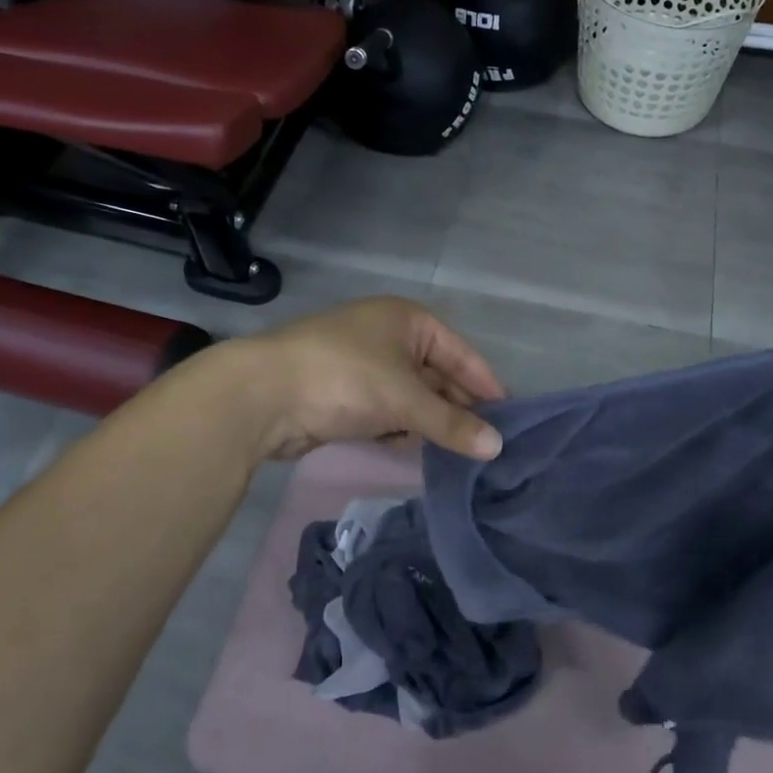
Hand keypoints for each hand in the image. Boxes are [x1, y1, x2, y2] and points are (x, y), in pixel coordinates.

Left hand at [228, 297, 505, 462]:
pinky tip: (411, 449)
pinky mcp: (343, 393)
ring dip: (429, 421)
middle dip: (457, 407)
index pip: (461, 353)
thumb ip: (451, 423)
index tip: (510, 417)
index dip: (486, 384)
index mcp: (407, 320)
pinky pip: (386, 410)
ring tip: (457, 453)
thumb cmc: (344, 378)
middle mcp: (388, 336)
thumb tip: (498, 447)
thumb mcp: (405, 399)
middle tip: (486, 443)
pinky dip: (400, 428)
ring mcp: (363, 364)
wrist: (262, 395)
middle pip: (437, 374)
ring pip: (411, 395)